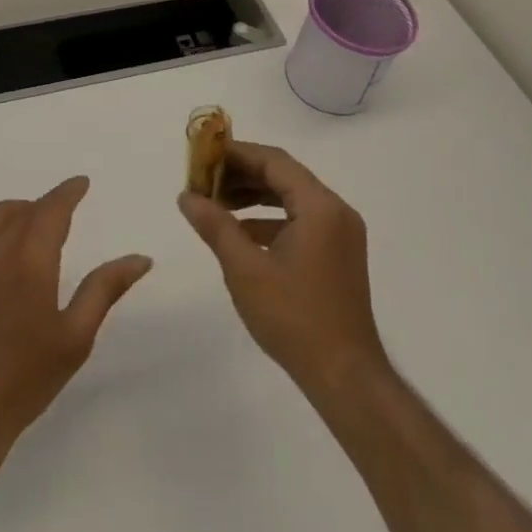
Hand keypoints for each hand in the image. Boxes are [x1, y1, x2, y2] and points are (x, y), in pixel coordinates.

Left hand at [0, 176, 152, 452]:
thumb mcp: (75, 337)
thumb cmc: (24, 380)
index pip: (52, 208)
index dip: (68, 192)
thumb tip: (140, 258)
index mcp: (29, 260)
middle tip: (58, 216)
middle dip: (42, 205)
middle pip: (19, 209)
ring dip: (13, 214)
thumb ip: (105, 289)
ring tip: (27, 230)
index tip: (80, 183)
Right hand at [178, 142, 388, 393]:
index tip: (203, 157)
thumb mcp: (245, 269)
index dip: (236, 154)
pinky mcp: (338, 255)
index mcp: (320, 207)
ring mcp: (341, 234)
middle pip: (284, 176)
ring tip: (216, 204)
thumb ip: (215, 225)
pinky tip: (241, 234)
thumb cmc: (294, 318)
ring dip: (254, 197)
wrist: (345, 377)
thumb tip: (186, 196)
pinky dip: (270, 220)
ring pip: (292, 199)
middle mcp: (336, 211)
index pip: (274, 161)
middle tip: (204, 182)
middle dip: (242, 175)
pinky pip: (301, 221)